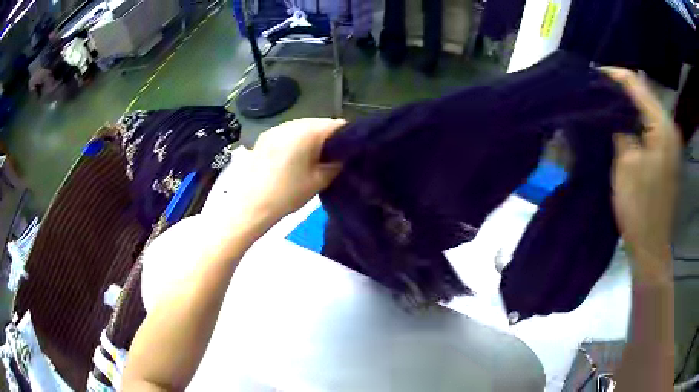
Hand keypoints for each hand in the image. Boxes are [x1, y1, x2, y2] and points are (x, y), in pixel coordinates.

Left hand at [233, 118, 344, 225]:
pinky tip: (294, 159)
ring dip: (311, 139)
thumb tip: (344, 156)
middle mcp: (292, 123)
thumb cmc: (288, 193)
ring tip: (313, 159)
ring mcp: (276, 129)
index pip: (337, 125)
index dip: (348, 138)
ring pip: (302, 128)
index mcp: (308, 131)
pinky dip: (295, 141)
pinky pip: (287, 133)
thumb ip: (337, 164)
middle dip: (328, 138)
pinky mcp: (264, 137)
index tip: (351, 152)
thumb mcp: (319, 181)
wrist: (251, 205)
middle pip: (318, 124)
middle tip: (333, 157)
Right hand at [602, 68, 680, 280]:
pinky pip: (649, 125)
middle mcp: (669, 128)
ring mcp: (669, 142)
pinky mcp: (665, 154)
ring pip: (646, 108)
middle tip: (597, 87)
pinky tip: (621, 121)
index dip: (614, 76)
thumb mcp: (626, 163)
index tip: (592, 73)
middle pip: (643, 93)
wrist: (651, 246)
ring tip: (606, 101)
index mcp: (662, 127)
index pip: (636, 84)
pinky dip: (634, 118)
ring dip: (627, 103)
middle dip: (620, 88)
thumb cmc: (639, 207)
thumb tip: (610, 105)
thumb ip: (621, 126)